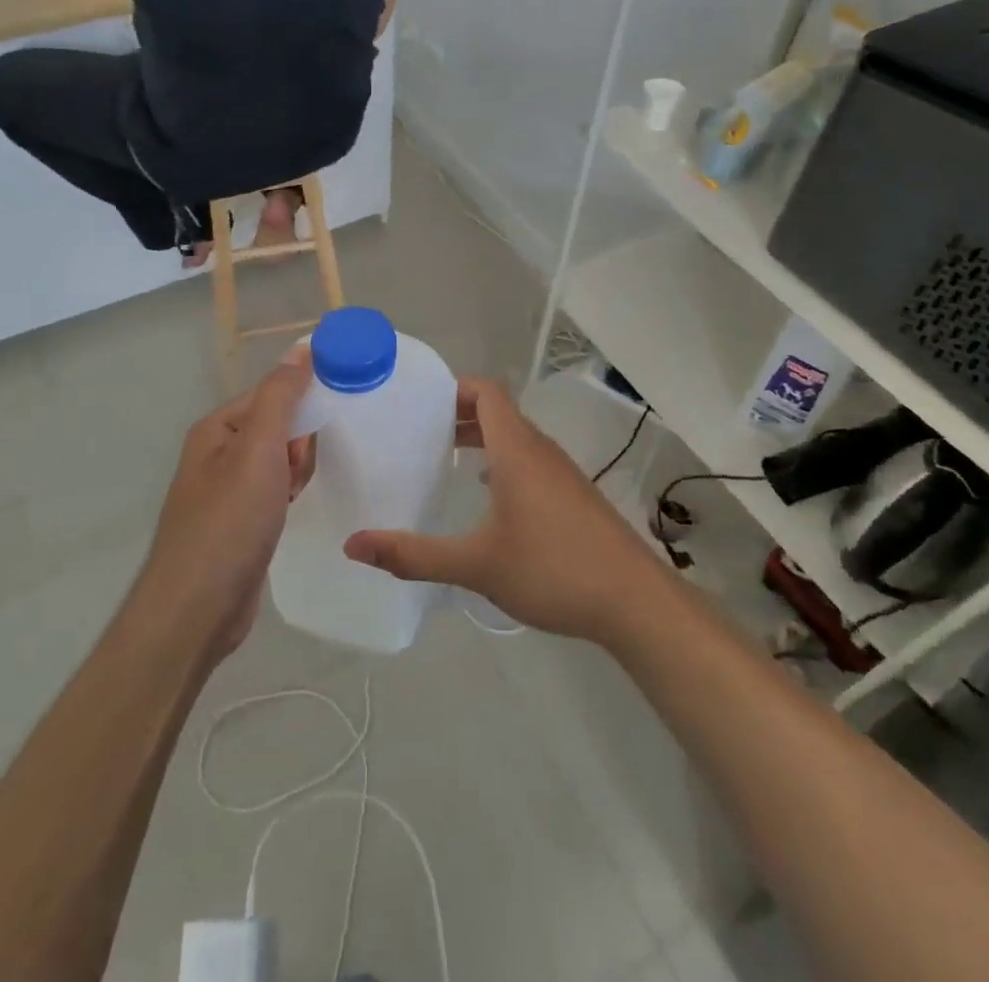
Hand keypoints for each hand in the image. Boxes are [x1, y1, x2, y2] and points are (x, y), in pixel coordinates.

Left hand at [138, 348, 316, 658]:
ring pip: (278, 461)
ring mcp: (227, 491)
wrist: (197, 609)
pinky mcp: (240, 523)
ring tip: (295, 494)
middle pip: (277, 426)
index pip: (271, 393)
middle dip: (298, 444)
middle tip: (298, 471)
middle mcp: (218, 454)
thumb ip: (281, 396)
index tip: (333, 417)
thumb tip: (301, 348)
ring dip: (295, 471)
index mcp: (217, 429)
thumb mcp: (258, 449)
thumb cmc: (229, 521)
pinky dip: (288, 495)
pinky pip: (274, 491)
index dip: (302, 403)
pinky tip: (293, 510)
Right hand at [344, 378, 667, 644]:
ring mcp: (560, 472)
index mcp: (516, 449)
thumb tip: (353, 545)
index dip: (453, 387)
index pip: (486, 391)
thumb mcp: (476, 564)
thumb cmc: (553, 569)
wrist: (634, 601)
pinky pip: (528, 460)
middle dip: (456, 413)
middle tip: (414, 430)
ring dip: (479, 438)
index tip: (416, 400)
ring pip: (514, 437)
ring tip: (441, 457)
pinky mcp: (572, 495)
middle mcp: (540, 450)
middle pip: (497, 411)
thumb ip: (414, 555)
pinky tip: (484, 495)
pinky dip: (500, 461)